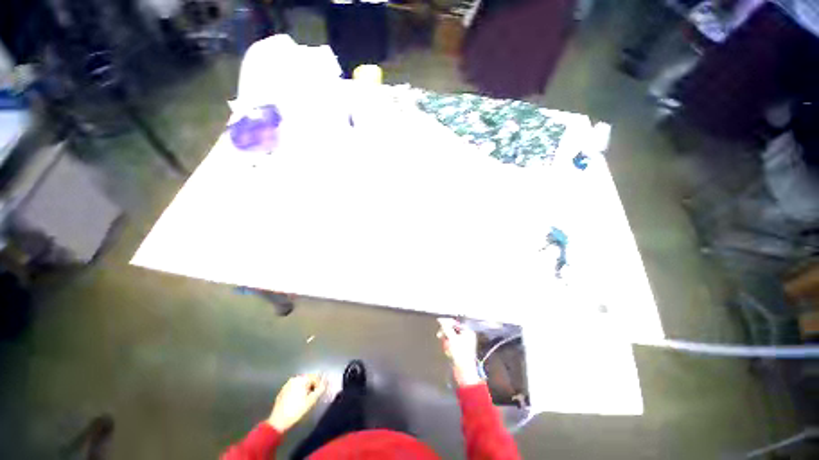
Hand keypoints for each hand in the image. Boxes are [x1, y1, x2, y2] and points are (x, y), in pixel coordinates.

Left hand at [268, 374, 326, 432]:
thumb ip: (320, 389)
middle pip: (308, 379)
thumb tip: (326, 381)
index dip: (319, 385)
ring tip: (305, 399)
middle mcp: (294, 379)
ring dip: (305, 389)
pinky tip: (297, 401)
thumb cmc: (296, 410)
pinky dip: (298, 391)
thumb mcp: (311, 401)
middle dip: (312, 386)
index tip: (318, 394)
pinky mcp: (283, 390)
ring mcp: (287, 384)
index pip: (315, 377)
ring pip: (301, 383)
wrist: (278, 421)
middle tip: (312, 397)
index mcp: (301, 379)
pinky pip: (294, 387)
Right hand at [437, 318, 481, 386]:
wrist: (464, 373)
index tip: (440, 323)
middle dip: (446, 334)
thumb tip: (442, 320)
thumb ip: (446, 328)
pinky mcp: (459, 350)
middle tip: (441, 336)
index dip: (447, 323)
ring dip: (446, 342)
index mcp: (467, 332)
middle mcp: (466, 336)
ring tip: (447, 348)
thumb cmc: (461, 356)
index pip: (455, 322)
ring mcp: (463, 343)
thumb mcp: (451, 339)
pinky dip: (448, 347)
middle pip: (452, 329)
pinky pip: (450, 344)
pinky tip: (449, 352)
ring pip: (450, 337)